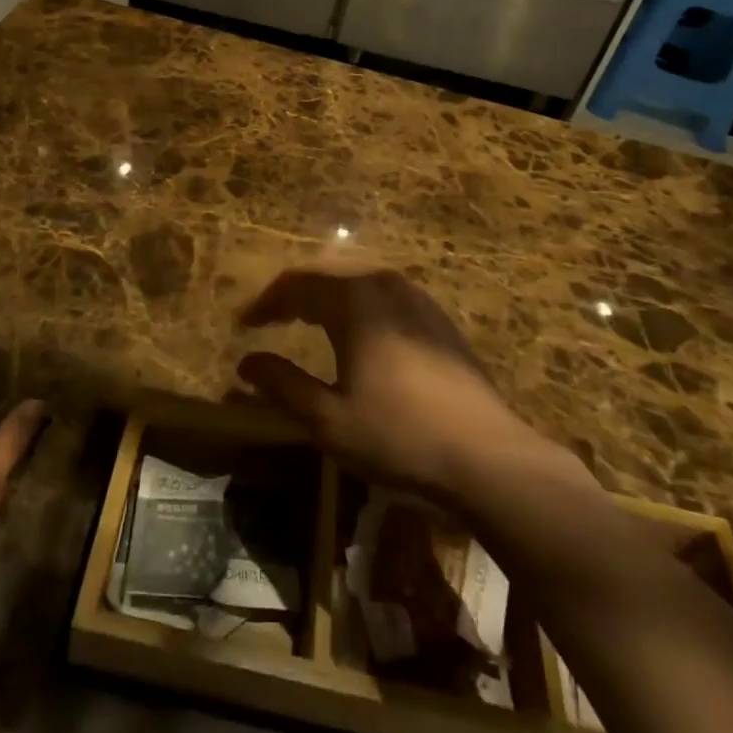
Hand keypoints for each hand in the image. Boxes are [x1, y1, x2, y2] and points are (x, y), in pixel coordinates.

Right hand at [236, 266, 583, 504]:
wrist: (488, 456)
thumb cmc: (399, 436)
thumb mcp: (329, 419)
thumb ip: (283, 384)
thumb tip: (246, 362)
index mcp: (354, 300)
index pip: (296, 285)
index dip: (266, 303)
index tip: (244, 325)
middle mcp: (384, 285)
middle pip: (327, 276)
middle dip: (294, 295)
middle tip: (270, 319)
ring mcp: (417, 298)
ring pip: (358, 284)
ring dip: (326, 299)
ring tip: (307, 322)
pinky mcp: (439, 319)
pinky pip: (384, 298)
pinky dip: (357, 307)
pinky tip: (358, 335)